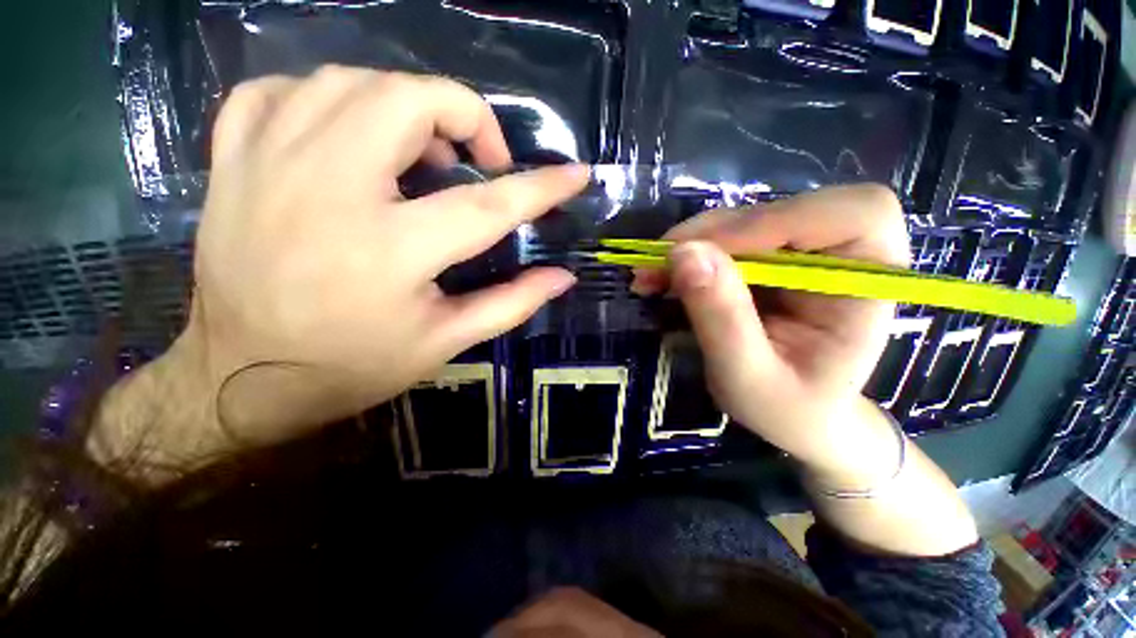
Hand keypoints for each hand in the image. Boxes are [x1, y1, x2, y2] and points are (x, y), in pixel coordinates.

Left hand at [90, 67, 587, 479]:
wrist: (240, 378)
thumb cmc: (354, 366)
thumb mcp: (446, 341)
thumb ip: (511, 303)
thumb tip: (562, 278)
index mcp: (390, 252)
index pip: (488, 205)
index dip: (541, 188)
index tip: (575, 176)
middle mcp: (327, 192)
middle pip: (409, 100)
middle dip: (465, 115)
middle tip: (478, 160)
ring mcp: (267, 165)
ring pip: (348, 81)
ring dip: (404, 103)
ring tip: (421, 150)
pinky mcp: (232, 162)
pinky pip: (279, 90)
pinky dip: (326, 97)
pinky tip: (347, 134)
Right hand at [634, 186, 909, 484]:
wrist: (794, 417)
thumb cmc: (788, 410)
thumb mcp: (749, 377)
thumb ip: (722, 318)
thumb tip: (683, 254)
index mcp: (869, 282)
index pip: (850, 215)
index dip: (773, 224)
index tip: (704, 256)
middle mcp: (845, 252)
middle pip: (781, 210)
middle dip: (710, 236)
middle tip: (655, 266)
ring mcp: (804, 251)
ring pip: (744, 220)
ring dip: (689, 245)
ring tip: (649, 277)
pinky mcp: (771, 257)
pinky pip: (726, 239)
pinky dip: (688, 255)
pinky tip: (661, 278)